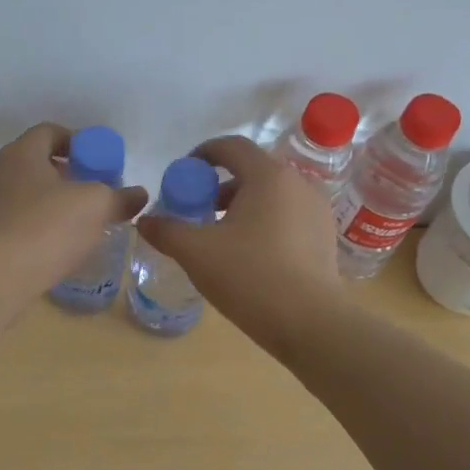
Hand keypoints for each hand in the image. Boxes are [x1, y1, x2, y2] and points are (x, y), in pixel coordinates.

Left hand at [0, 122, 147, 299]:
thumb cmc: (47, 228)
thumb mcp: (96, 207)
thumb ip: (119, 197)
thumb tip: (139, 194)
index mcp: (20, 153)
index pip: (49, 132)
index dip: (76, 142)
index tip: (96, 161)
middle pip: (34, 161)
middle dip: (63, 173)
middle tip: (89, 191)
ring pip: (22, 191)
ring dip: (47, 200)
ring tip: (74, 220)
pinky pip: (12, 218)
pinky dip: (33, 223)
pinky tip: (52, 243)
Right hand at [135, 134, 342, 345]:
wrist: (310, 323)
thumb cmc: (250, 276)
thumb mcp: (196, 252)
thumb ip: (166, 231)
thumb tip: (145, 221)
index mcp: (268, 176)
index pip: (231, 146)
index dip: (203, 154)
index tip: (184, 174)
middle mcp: (298, 183)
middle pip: (252, 169)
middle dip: (221, 184)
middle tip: (198, 209)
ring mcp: (317, 209)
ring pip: (272, 194)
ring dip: (243, 204)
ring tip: (222, 234)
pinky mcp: (325, 236)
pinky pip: (288, 215)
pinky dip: (265, 221)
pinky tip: (251, 253)